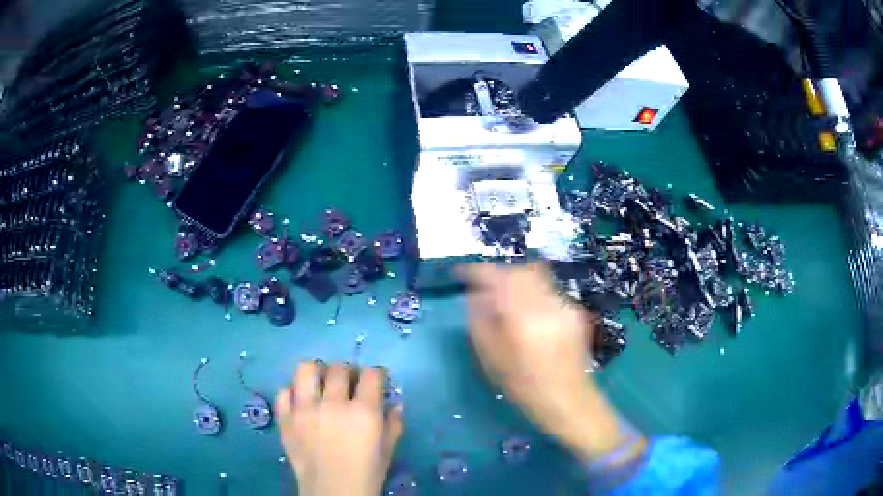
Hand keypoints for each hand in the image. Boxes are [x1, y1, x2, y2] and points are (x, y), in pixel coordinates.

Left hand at [276, 362, 402, 495]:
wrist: (333, 492)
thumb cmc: (367, 474)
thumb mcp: (388, 449)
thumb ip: (393, 423)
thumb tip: (394, 404)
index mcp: (363, 412)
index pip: (371, 374)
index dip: (376, 374)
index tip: (377, 380)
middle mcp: (332, 404)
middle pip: (339, 369)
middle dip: (348, 372)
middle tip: (349, 383)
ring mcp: (304, 409)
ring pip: (306, 370)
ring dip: (317, 372)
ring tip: (321, 383)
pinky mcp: (286, 418)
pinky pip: (284, 392)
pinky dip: (293, 393)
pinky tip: (302, 402)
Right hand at [461, 264, 631, 460]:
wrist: (569, 401)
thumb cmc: (525, 387)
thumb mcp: (492, 361)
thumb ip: (480, 323)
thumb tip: (473, 296)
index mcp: (524, 318)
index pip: (498, 278)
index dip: (478, 271)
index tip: (462, 273)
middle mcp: (548, 304)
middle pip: (521, 270)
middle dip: (500, 273)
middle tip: (485, 288)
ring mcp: (565, 306)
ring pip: (537, 276)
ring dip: (516, 282)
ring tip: (505, 302)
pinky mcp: (575, 311)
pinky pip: (548, 291)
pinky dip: (532, 294)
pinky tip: (529, 317)